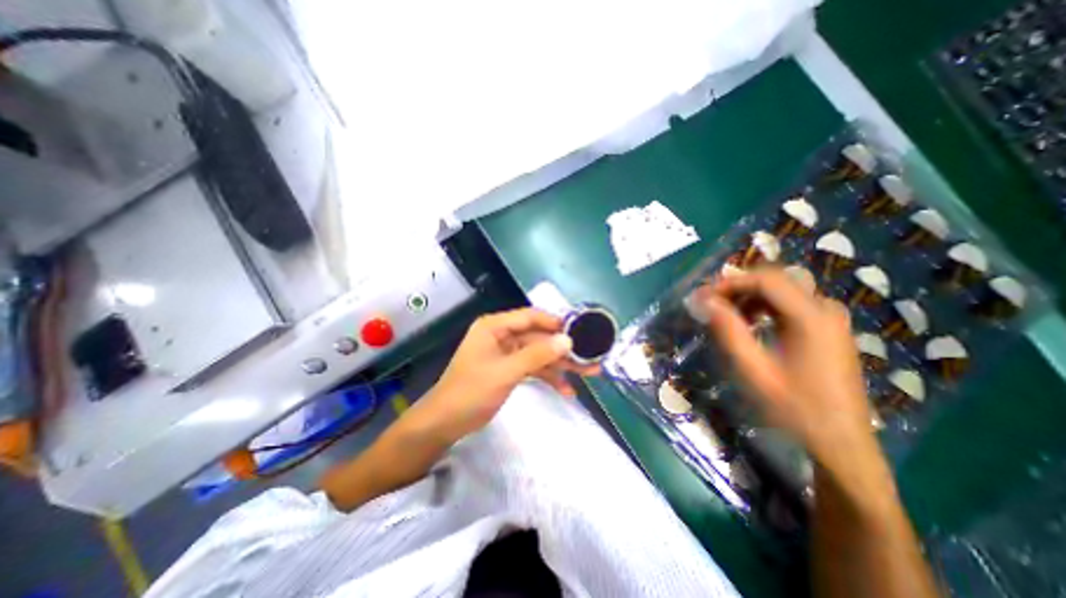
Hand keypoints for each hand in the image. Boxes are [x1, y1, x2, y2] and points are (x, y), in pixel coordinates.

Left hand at [411, 310, 597, 445]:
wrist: (445, 424)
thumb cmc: (471, 392)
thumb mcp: (506, 372)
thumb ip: (537, 355)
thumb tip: (567, 340)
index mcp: (495, 326)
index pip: (531, 317)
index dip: (556, 323)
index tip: (580, 331)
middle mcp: (502, 335)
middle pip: (538, 337)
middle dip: (563, 349)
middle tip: (590, 356)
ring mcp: (506, 353)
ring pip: (539, 354)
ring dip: (560, 365)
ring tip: (588, 374)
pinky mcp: (509, 370)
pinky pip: (533, 368)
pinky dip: (548, 377)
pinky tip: (566, 390)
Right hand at [697, 269, 879, 472]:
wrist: (841, 442)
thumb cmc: (794, 407)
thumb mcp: (753, 369)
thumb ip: (728, 330)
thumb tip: (704, 300)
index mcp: (811, 317)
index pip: (766, 280)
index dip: (730, 282)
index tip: (703, 296)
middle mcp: (826, 308)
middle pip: (775, 281)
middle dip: (738, 288)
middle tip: (710, 303)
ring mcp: (831, 317)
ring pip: (782, 290)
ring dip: (749, 297)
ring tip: (725, 316)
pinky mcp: (829, 328)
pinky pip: (791, 304)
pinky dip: (764, 307)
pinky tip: (750, 324)